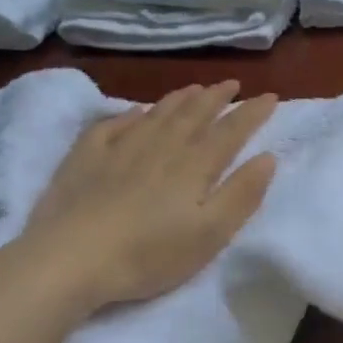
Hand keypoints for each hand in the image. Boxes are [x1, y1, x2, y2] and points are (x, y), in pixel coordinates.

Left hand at [14, 81, 278, 313]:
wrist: (71, 259)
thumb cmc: (150, 253)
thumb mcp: (211, 233)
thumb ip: (242, 194)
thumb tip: (267, 157)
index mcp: (195, 165)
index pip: (231, 131)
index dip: (253, 113)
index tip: (271, 97)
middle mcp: (162, 147)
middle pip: (194, 114)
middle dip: (217, 97)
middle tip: (232, 83)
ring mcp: (120, 148)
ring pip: (157, 113)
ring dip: (180, 99)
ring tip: (194, 88)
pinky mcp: (86, 157)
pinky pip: (113, 125)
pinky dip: (130, 114)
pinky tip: (136, 112)